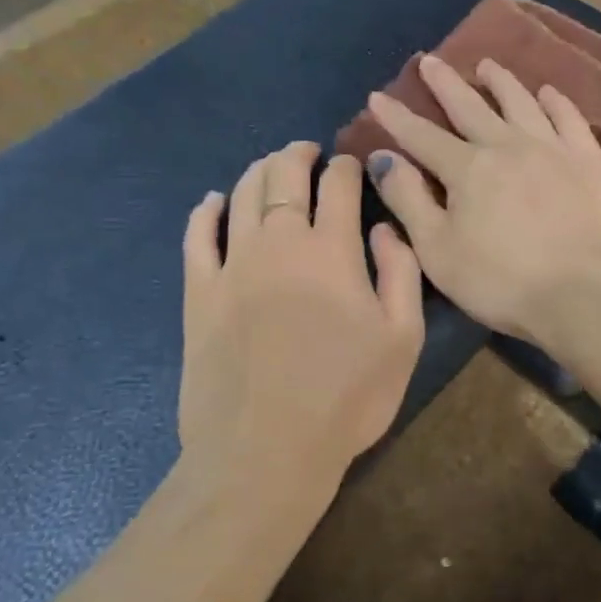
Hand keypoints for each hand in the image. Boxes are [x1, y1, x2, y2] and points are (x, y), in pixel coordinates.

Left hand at [179, 143, 424, 495]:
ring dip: (259, 171)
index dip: (346, 166)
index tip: (350, 162)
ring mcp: (232, 265)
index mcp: (332, 249)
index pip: (338, 185)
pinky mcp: (199, 293)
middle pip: (284, 176)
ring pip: (243, 195)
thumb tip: (384, 227)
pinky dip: (206, 211)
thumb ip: (402, 272)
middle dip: (298, 155)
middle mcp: (279, 242)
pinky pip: (197, 236)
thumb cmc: (348, 396)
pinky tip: (213, 201)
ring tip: (270, 166)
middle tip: (307, 151)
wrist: (267, 450)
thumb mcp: (403, 337)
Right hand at [366, 56, 600, 344]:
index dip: (396, 117)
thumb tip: (382, 158)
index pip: (422, 136)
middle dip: (445, 84)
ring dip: (501, 82)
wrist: (582, 294)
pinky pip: (569, 119)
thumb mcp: (437, 250)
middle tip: (430, 60)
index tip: (377, 96)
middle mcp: (507, 145)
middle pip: (470, 106)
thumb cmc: (499, 281)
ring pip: (521, 102)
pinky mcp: (588, 162)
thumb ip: (408, 200)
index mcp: (467, 168)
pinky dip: (556, 102)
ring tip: (487, 65)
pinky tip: (548, 92)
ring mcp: (552, 149)